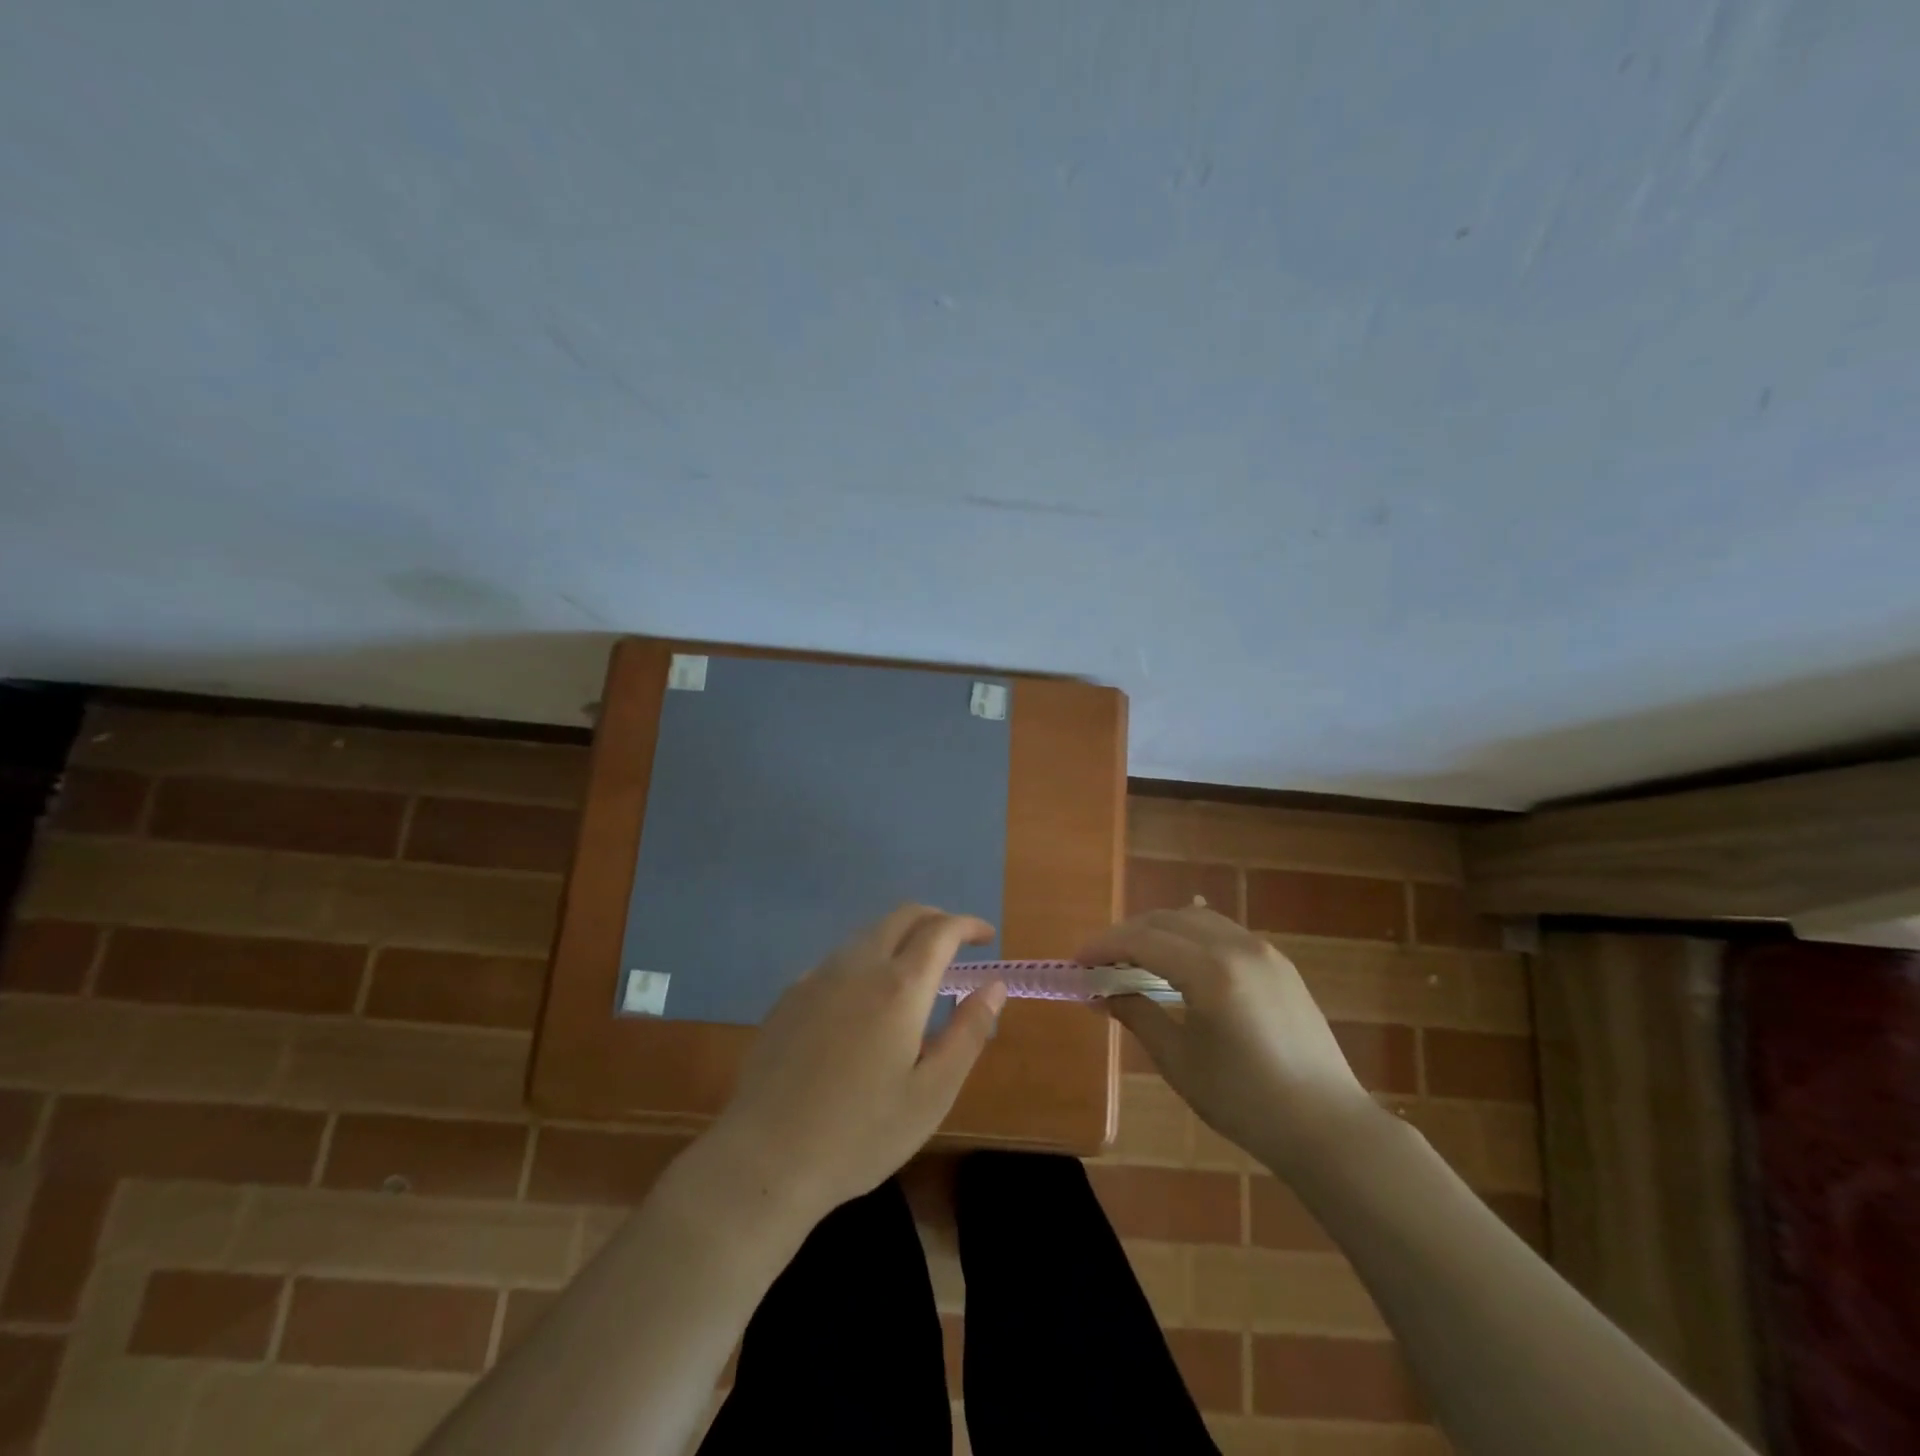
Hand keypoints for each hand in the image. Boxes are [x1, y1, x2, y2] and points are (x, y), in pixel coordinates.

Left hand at [706, 905, 1005, 1221]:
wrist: (765, 1158)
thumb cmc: (861, 1134)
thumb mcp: (932, 1094)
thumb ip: (968, 1033)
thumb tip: (994, 986)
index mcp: (899, 987)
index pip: (941, 931)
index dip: (967, 925)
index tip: (986, 936)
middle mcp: (858, 966)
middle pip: (902, 916)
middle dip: (935, 919)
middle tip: (956, 942)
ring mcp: (818, 977)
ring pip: (868, 933)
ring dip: (900, 936)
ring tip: (916, 970)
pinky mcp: (790, 995)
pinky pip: (839, 959)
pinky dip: (866, 959)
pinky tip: (864, 1000)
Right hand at [1079, 906, 1378, 1176]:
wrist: (1327, 1126)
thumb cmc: (1246, 1101)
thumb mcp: (1180, 1062)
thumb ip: (1137, 1016)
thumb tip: (1100, 995)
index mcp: (1211, 972)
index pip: (1142, 941)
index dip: (1104, 946)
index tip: (1078, 961)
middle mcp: (1237, 947)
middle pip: (1167, 920)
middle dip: (1128, 934)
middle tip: (1101, 961)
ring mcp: (1263, 951)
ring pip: (1196, 919)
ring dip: (1159, 930)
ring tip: (1136, 959)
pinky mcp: (1278, 963)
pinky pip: (1223, 932)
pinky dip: (1190, 936)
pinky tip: (1180, 961)